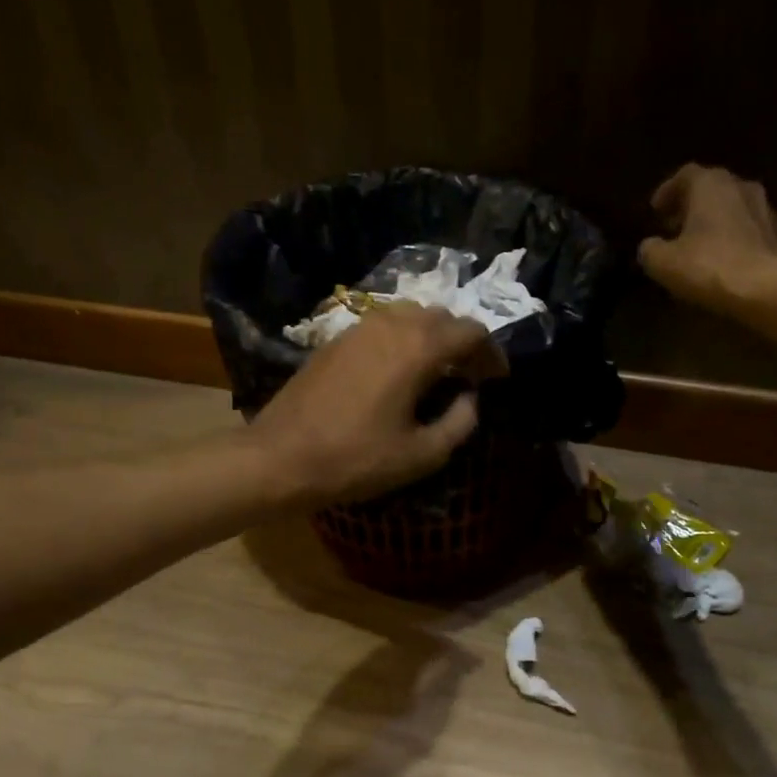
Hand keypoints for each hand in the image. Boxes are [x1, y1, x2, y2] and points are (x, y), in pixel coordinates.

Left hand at [248, 304, 507, 508]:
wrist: (280, 457)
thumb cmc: (355, 460)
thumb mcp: (421, 454)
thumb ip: (460, 423)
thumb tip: (470, 399)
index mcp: (418, 348)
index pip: (472, 331)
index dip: (492, 353)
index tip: (497, 379)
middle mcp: (392, 324)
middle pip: (442, 317)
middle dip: (463, 342)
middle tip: (470, 375)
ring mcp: (359, 327)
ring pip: (411, 316)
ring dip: (432, 337)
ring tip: (437, 371)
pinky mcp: (336, 339)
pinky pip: (384, 325)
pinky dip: (404, 339)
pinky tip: (399, 370)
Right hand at [637, 163, 776, 314]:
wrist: (765, 289)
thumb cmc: (708, 266)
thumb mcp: (663, 262)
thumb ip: (650, 249)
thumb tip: (650, 246)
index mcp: (710, 185)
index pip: (685, 175)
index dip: (667, 192)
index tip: (656, 211)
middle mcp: (741, 187)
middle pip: (712, 189)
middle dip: (691, 206)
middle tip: (674, 226)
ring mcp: (765, 210)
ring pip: (733, 208)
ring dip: (714, 221)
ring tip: (698, 245)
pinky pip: (748, 230)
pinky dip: (732, 238)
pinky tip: (722, 260)